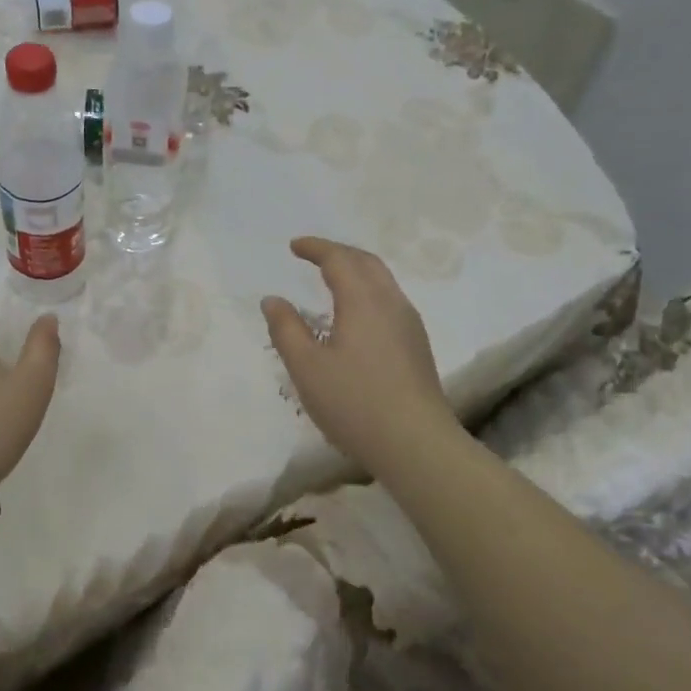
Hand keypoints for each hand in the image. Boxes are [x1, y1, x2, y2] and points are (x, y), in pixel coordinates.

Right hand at [262, 236, 457, 471]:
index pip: (339, 259)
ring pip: (383, 281)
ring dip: (356, 270)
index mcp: (363, 301)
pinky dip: (368, 291)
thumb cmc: (355, 403)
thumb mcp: (307, 367)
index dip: (315, 248)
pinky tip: (357, 315)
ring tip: (333, 279)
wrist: (416, 444)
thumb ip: (286, 329)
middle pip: (366, 262)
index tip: (294, 246)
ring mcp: (409, 324)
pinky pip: (390, 300)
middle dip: (338, 252)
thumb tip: (273, 299)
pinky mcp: (417, 345)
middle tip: (313, 255)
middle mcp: (391, 303)